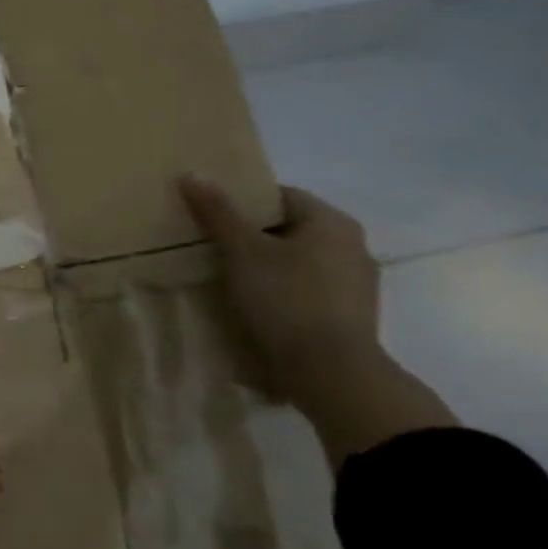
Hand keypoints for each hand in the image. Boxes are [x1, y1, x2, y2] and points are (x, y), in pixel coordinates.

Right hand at [178, 177, 380, 384]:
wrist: (331, 374)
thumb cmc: (286, 300)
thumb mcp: (242, 252)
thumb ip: (218, 212)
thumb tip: (192, 173)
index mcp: (332, 222)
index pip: (280, 196)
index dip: (241, 201)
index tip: (209, 216)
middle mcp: (352, 247)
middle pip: (287, 229)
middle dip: (250, 236)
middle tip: (209, 246)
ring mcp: (355, 285)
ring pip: (297, 262)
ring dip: (265, 267)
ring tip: (225, 278)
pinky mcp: (348, 317)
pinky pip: (305, 291)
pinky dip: (280, 292)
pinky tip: (253, 307)